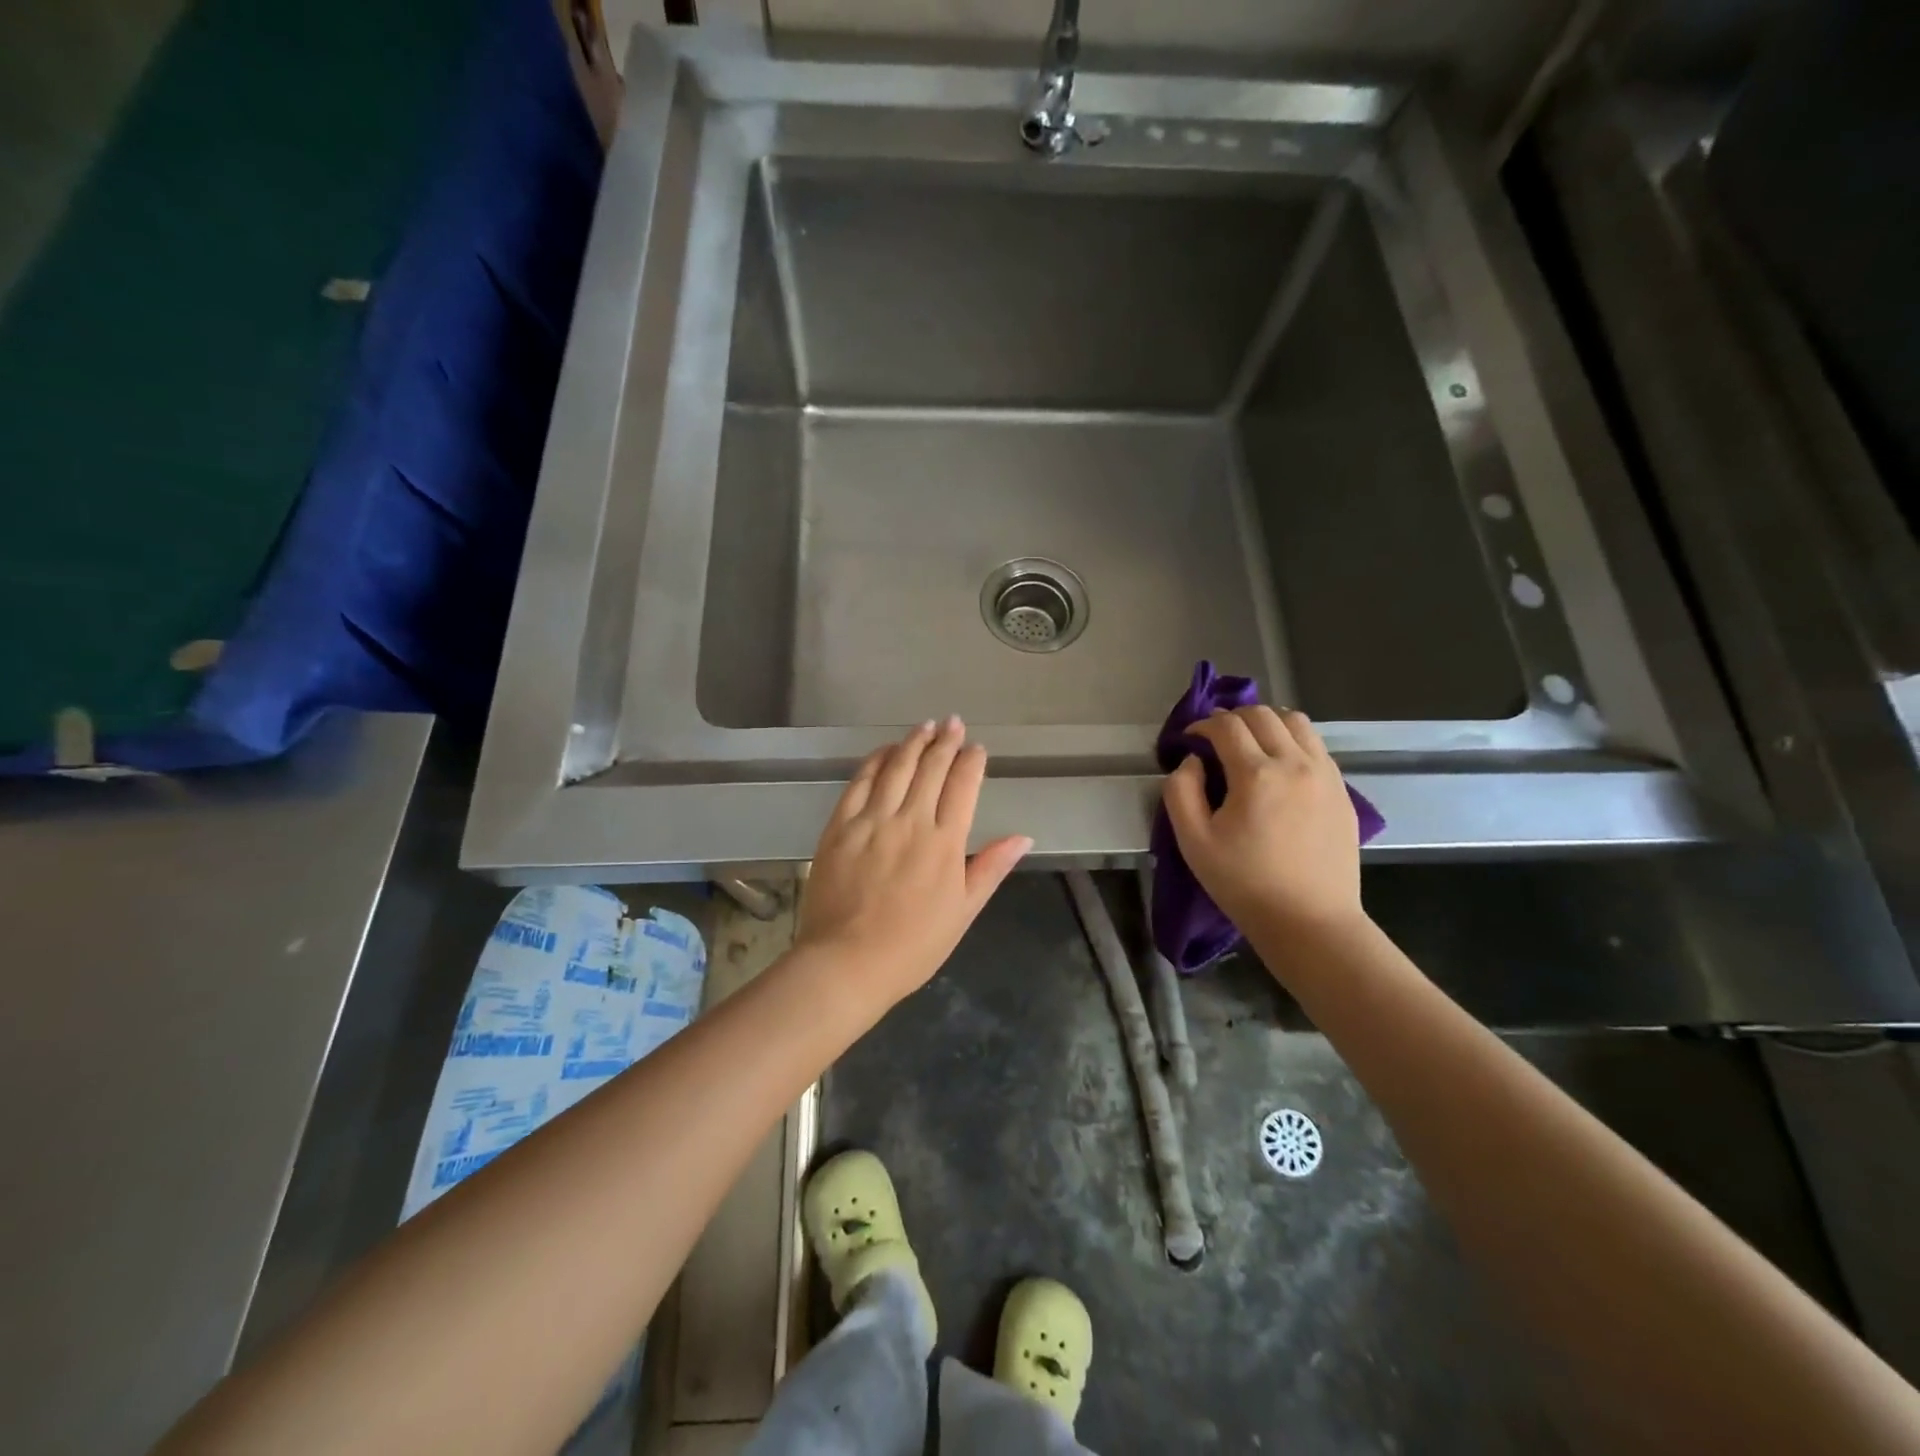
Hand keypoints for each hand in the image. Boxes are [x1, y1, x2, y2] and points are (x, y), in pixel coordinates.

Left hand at [797, 717, 1031, 1005]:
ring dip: (913, 742)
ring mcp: (872, 820)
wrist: (847, 963)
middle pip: (931, 768)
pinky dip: (875, 761)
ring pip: (896, 767)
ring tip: (925, 726)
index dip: (972, 762)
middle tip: (953, 723)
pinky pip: (860, 782)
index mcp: (945, 842)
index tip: (977, 748)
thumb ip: (990, 868)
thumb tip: (1023, 837)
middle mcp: (911, 821)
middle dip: (945, 742)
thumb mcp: (963, 911)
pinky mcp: (840, 826)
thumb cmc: (913, 945)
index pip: (963, 786)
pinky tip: (884, 751)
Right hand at [1161, 706, 1364, 938]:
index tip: (1190, 740)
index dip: (1202, 725)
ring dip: (1268, 724)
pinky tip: (1280, 768)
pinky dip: (1293, 742)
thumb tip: (1192, 761)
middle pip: (1263, 714)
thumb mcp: (1193, 842)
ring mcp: (1325, 774)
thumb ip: (1181, 791)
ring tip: (1251, 746)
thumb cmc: (1244, 883)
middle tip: (1215, 740)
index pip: (1226, 725)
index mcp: (1256, 774)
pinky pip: (1317, 746)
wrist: (1309, 921)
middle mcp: (1295, 763)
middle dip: (1233, 718)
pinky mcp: (1342, 791)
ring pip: (1297, 722)